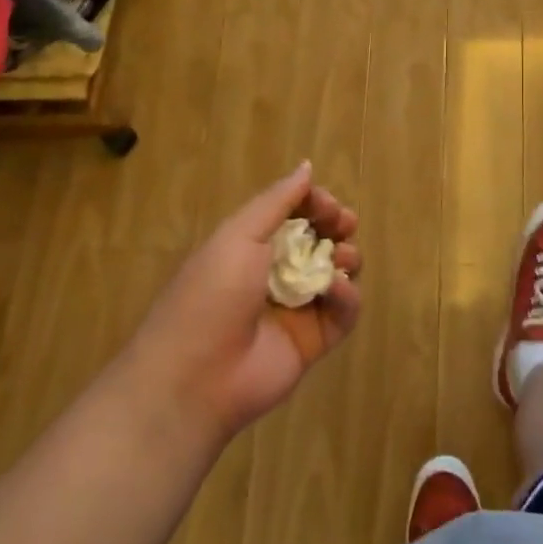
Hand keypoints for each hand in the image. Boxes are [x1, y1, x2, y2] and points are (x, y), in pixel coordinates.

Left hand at [127, 162, 362, 445]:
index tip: (326, 204)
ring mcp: (297, 308)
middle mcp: (276, 273)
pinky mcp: (314, 341)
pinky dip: (347, 296)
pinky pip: (343, 312)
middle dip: (338, 226)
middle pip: (321, 240)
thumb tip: (307, 166)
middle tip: (344, 224)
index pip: (295, 214)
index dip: (316, 204)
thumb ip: (277, 200)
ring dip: (346, 258)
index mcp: (252, 246)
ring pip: (337, 273)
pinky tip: (335, 289)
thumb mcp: (238, 235)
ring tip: (340, 259)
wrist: (196, 377)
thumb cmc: (212, 294)